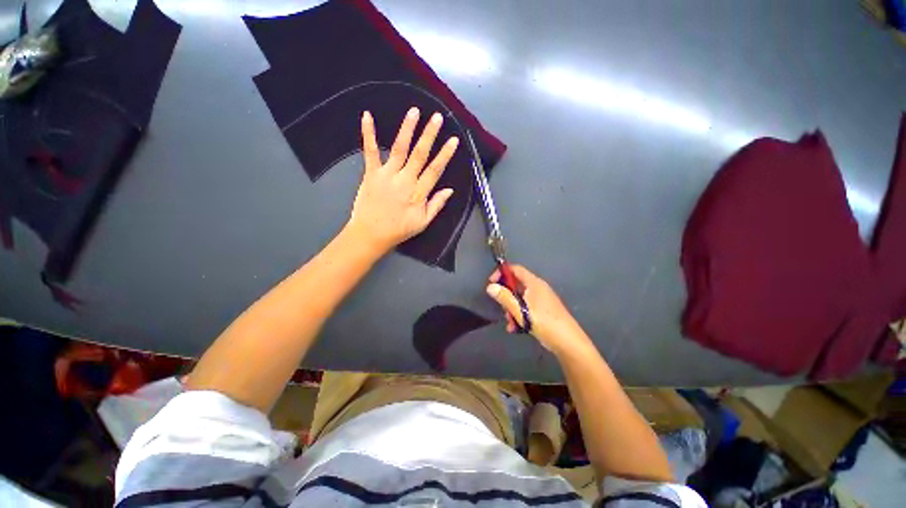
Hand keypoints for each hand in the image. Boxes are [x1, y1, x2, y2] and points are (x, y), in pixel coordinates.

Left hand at [347, 107, 458, 253]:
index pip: (435, 170)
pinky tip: (367, 116)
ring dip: (407, 129)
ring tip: (414, 111)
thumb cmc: (399, 230)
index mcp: (418, 193)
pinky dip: (368, 134)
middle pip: (419, 155)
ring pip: (399, 149)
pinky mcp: (371, 173)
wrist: (371, 234)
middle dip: (429, 135)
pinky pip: (370, 152)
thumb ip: (436, 205)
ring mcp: (387, 175)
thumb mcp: (423, 223)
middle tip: (437, 117)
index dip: (445, 155)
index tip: (453, 140)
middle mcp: (405, 180)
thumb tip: (450, 190)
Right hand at [486, 265, 590, 355]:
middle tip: (501, 307)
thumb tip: (490, 287)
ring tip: (510, 322)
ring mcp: (542, 300)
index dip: (502, 273)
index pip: (515, 269)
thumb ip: (504, 297)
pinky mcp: (543, 311)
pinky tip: (516, 328)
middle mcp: (538, 288)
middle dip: (506, 296)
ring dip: (511, 309)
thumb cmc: (544, 322)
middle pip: (516, 285)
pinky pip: (527, 308)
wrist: (568, 342)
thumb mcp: (520, 310)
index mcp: (534, 283)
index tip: (491, 283)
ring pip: (520, 299)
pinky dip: (519, 315)